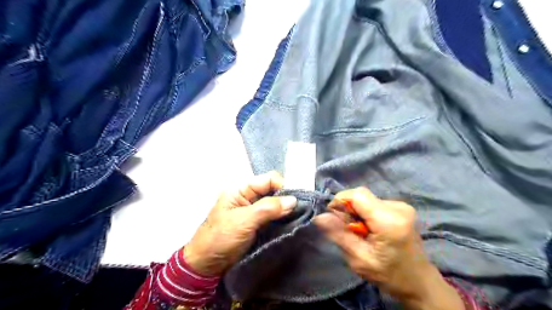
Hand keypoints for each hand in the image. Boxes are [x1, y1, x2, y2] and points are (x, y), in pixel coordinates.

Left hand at [183, 172, 294, 275]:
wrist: (206, 266)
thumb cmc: (221, 238)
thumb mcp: (244, 221)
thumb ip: (268, 208)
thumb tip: (293, 200)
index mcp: (240, 189)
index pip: (268, 179)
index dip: (282, 187)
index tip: (294, 202)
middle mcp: (248, 196)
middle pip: (273, 190)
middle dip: (286, 199)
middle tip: (299, 212)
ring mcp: (253, 211)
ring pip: (275, 204)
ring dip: (285, 210)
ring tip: (297, 219)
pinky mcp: (257, 224)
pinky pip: (273, 216)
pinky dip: (282, 219)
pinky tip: (290, 224)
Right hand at [315, 188, 463, 309]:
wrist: (419, 282)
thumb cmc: (389, 275)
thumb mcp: (359, 259)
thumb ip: (339, 235)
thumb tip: (319, 217)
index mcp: (388, 220)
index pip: (357, 195)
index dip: (340, 202)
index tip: (334, 219)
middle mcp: (397, 207)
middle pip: (361, 195)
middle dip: (348, 209)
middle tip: (347, 230)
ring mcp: (401, 205)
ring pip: (366, 198)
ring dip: (356, 212)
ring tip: (360, 232)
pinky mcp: (401, 207)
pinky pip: (374, 202)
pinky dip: (366, 212)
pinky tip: (370, 229)